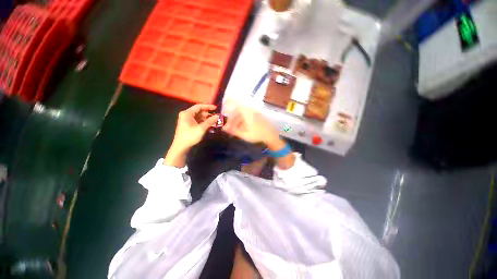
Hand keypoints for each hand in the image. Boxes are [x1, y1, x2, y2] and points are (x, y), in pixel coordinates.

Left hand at [164, 104, 217, 166]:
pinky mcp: (189, 124)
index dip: (208, 107)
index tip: (216, 108)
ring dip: (207, 119)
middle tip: (216, 117)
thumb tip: (217, 116)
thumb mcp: (201, 129)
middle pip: (199, 111)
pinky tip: (210, 126)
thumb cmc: (190, 136)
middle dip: (208, 114)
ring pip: (199, 116)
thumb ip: (210, 121)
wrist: (181, 147)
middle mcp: (186, 114)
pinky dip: (204, 122)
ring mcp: (187, 120)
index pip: (199, 106)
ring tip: (214, 122)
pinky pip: (198, 121)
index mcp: (187, 113)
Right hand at [222, 106, 283, 149]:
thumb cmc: (258, 135)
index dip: (231, 100)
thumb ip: (234, 131)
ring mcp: (255, 114)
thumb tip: (224, 128)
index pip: (237, 103)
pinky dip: (242, 122)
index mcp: (247, 113)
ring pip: (243, 115)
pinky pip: (247, 117)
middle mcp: (251, 111)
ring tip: (234, 131)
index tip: (225, 100)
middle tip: (229, 128)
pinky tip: (241, 129)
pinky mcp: (257, 117)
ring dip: (237, 121)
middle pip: (238, 112)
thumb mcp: (244, 135)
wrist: (272, 136)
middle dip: (232, 119)